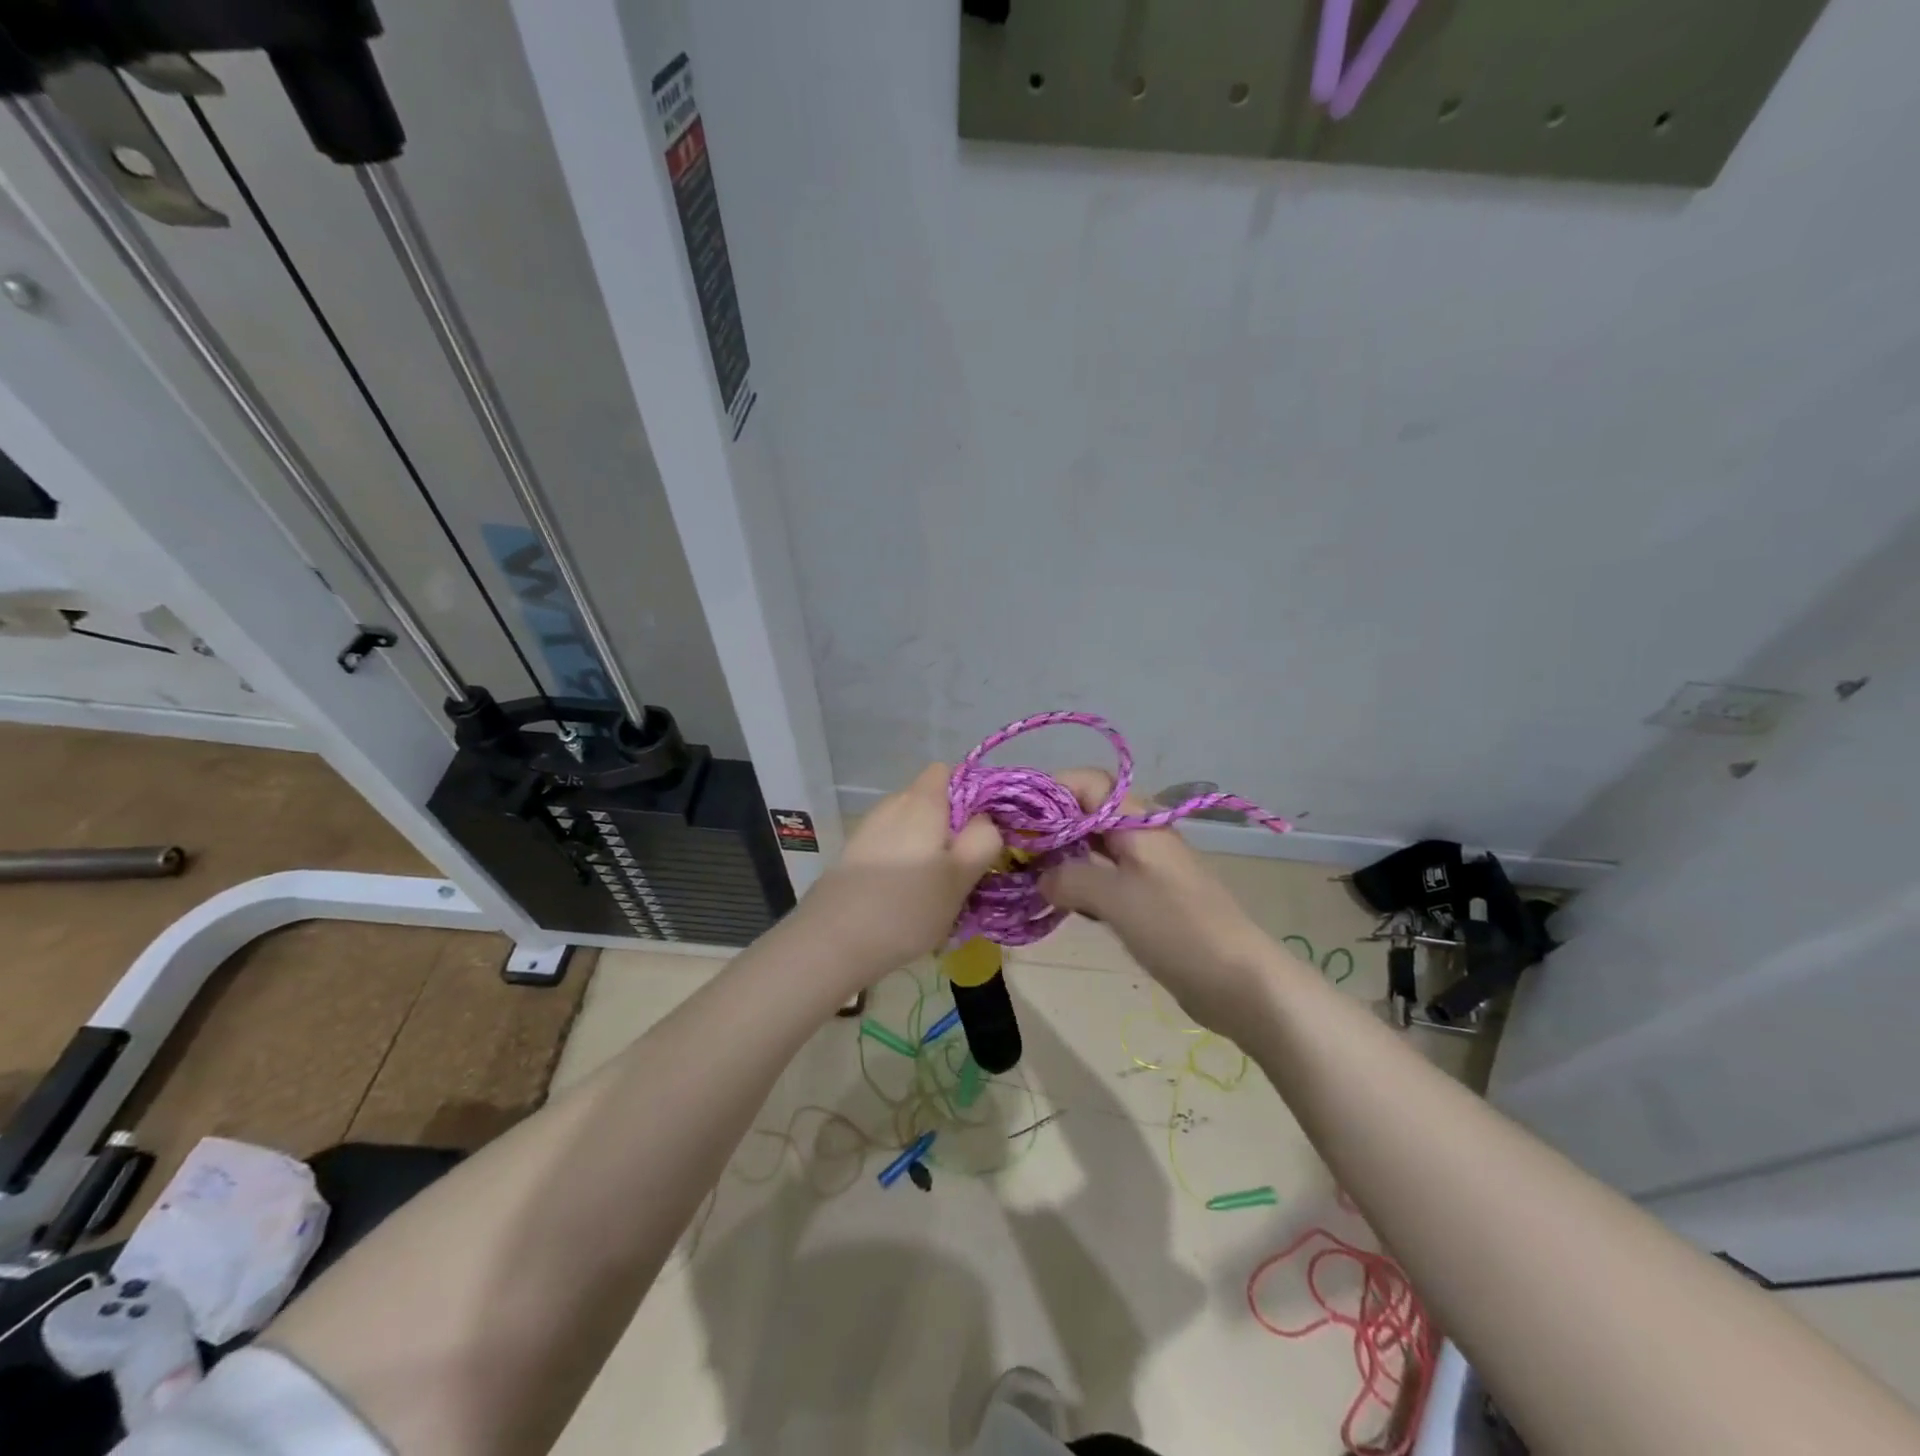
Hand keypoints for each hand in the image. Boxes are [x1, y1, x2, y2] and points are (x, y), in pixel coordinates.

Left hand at [796, 764, 1003, 985]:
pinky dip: (903, 865)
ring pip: (910, 828)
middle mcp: (892, 805)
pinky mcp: (853, 855)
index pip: (948, 771)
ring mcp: (868, 829)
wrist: (833, 941)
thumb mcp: (961, 876)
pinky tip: (905, 900)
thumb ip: (983, 839)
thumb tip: (985, 820)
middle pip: (930, 802)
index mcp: (921, 801)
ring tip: (936, 892)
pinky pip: (890, 848)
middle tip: (965, 869)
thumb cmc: (908, 905)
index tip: (982, 831)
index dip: (970, 793)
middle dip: (950, 829)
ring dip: (927, 851)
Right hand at [1040, 769, 1280, 1034]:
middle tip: (1015, 854)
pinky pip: (1104, 877)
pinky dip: (1079, 884)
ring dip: (1062, 858)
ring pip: (1092, 848)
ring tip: (1030, 879)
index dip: (1049, 792)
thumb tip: (1041, 877)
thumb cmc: (1176, 928)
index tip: (1016, 821)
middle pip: (1086, 813)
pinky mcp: (1147, 897)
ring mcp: (1146, 867)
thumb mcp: (1114, 898)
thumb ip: (1069, 878)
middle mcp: (1140, 835)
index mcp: (1136, 822)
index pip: (1086, 783)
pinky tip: (1062, 904)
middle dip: (1049, 828)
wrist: (1238, 982)